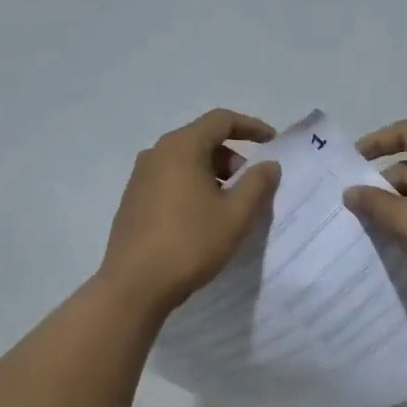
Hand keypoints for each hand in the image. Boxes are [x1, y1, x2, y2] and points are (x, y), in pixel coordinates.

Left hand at [100, 108, 280, 311]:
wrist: (135, 285)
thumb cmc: (190, 244)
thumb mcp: (235, 215)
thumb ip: (258, 184)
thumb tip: (269, 165)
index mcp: (181, 147)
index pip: (221, 120)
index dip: (251, 127)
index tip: (273, 143)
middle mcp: (156, 154)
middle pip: (202, 140)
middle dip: (233, 157)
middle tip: (252, 185)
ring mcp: (140, 177)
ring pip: (185, 162)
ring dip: (213, 174)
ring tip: (230, 206)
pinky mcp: (133, 200)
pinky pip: (170, 181)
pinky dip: (193, 187)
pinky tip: (203, 219)